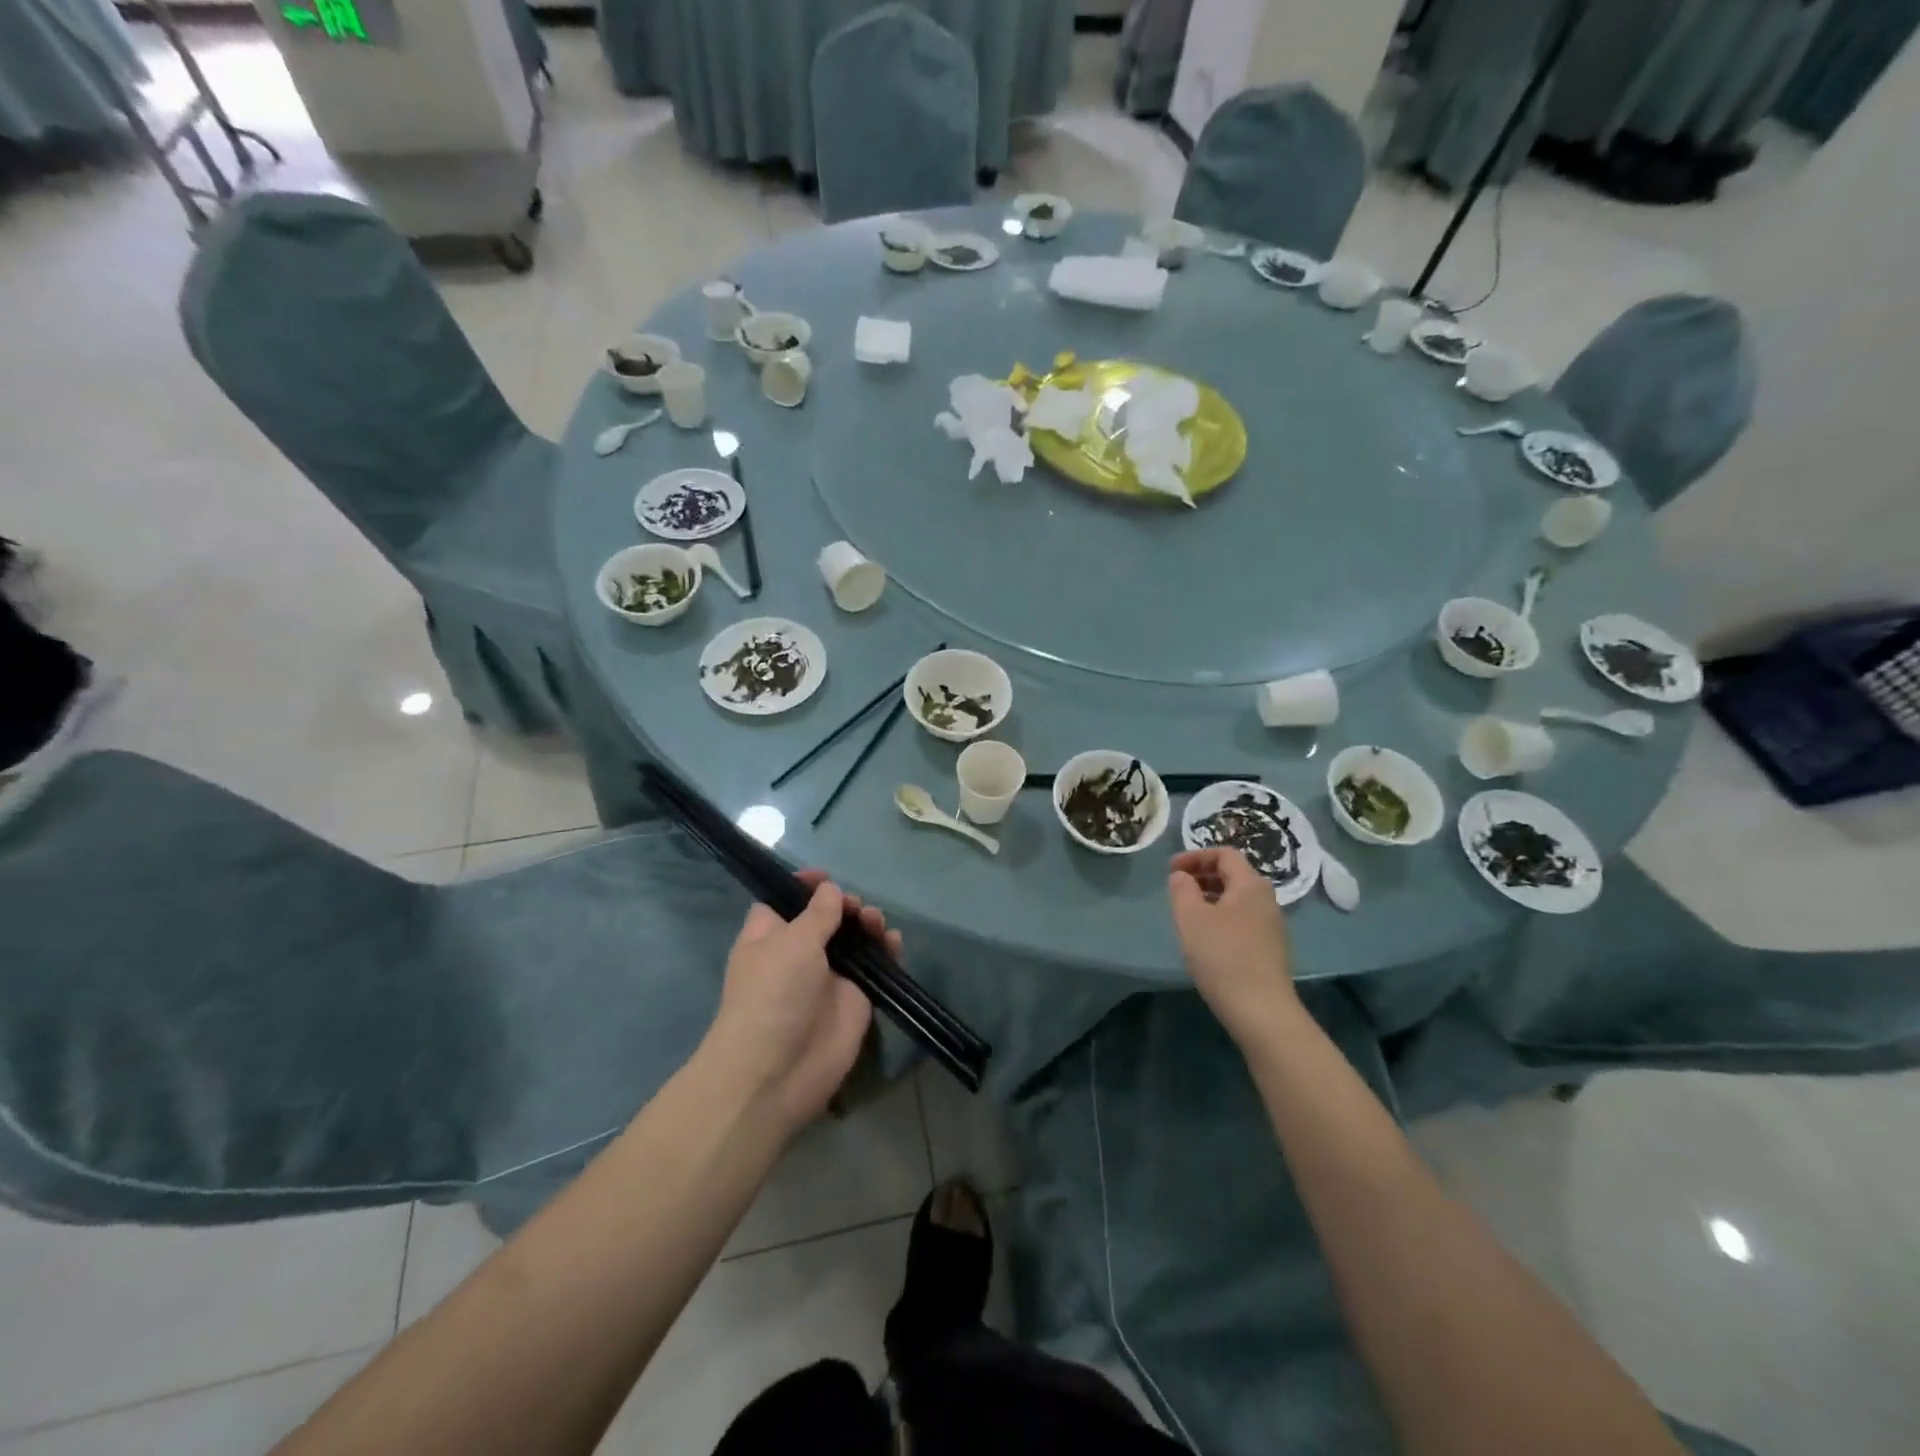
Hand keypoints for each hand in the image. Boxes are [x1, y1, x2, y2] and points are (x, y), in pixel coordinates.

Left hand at [702, 873, 892, 1133]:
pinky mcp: (854, 999)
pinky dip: (886, 951)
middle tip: (854, 908)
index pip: (783, 901)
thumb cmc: (773, 994)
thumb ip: (818, 913)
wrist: (777, 1071)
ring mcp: (828, 977)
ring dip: (867, 925)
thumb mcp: (792, 942)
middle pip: (826, 917)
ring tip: (875, 923)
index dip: (803, 886)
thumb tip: (831, 890)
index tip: (825, 877)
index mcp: (769, 936)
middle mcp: (797, 954)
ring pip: (854, 940)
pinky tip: (893, 943)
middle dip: (844, 905)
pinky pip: (875, 967)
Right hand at [1169, 848, 1300, 1046]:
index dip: (1195, 856)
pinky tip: (1206, 938)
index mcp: (1250, 885)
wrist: (1261, 1010)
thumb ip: (1182, 889)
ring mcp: (1271, 925)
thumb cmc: (1222, 956)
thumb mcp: (1191, 917)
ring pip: (1238, 898)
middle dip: (1202, 875)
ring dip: (1211, 897)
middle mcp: (1266, 899)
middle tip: (1177, 889)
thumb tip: (1182, 876)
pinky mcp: (1270, 948)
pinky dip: (1221, 916)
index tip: (1171, 870)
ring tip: (1187, 913)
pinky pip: (1242, 919)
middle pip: (1234, 874)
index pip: (1225, 854)